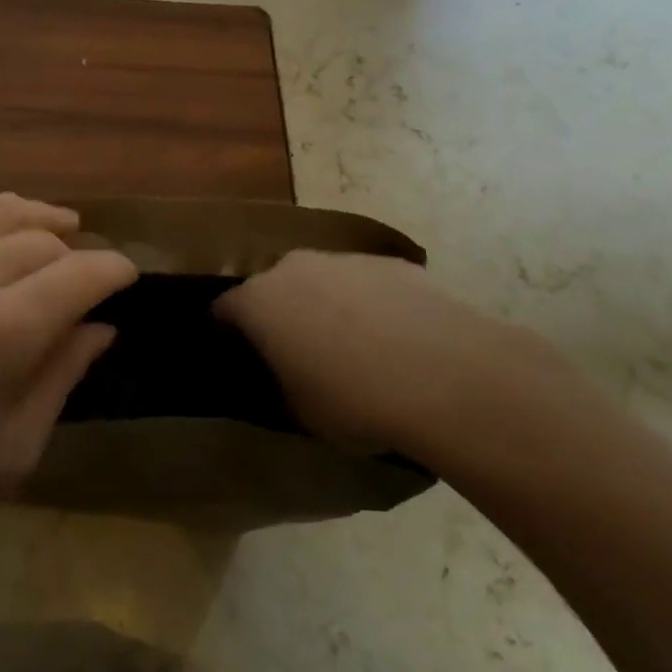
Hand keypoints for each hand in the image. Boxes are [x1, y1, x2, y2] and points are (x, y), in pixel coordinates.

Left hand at [0, 195, 136, 573]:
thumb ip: (61, 377)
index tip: (130, 278)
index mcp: (3, 329)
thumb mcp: (11, 450)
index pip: (82, 274)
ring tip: (61, 224)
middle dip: (78, 253)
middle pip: (42, 240)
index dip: (115, 270)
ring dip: (37, 217)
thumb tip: (99, 329)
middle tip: (90, 276)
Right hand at [215, 251, 573, 465]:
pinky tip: (397, 342)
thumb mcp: (298, 411)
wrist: (448, 376)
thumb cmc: (354, 400)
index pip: (222, 311)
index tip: (239, 359)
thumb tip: (282, 374)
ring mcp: (345, 260)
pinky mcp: (392, 263)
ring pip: (321, 282)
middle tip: (297, 355)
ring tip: (354, 351)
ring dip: (326, 307)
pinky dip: (370, 306)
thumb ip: (278, 383)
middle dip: (279, 315)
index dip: (227, 336)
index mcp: (258, 302)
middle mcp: (293, 268)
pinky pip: (366, 285)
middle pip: (272, 288)